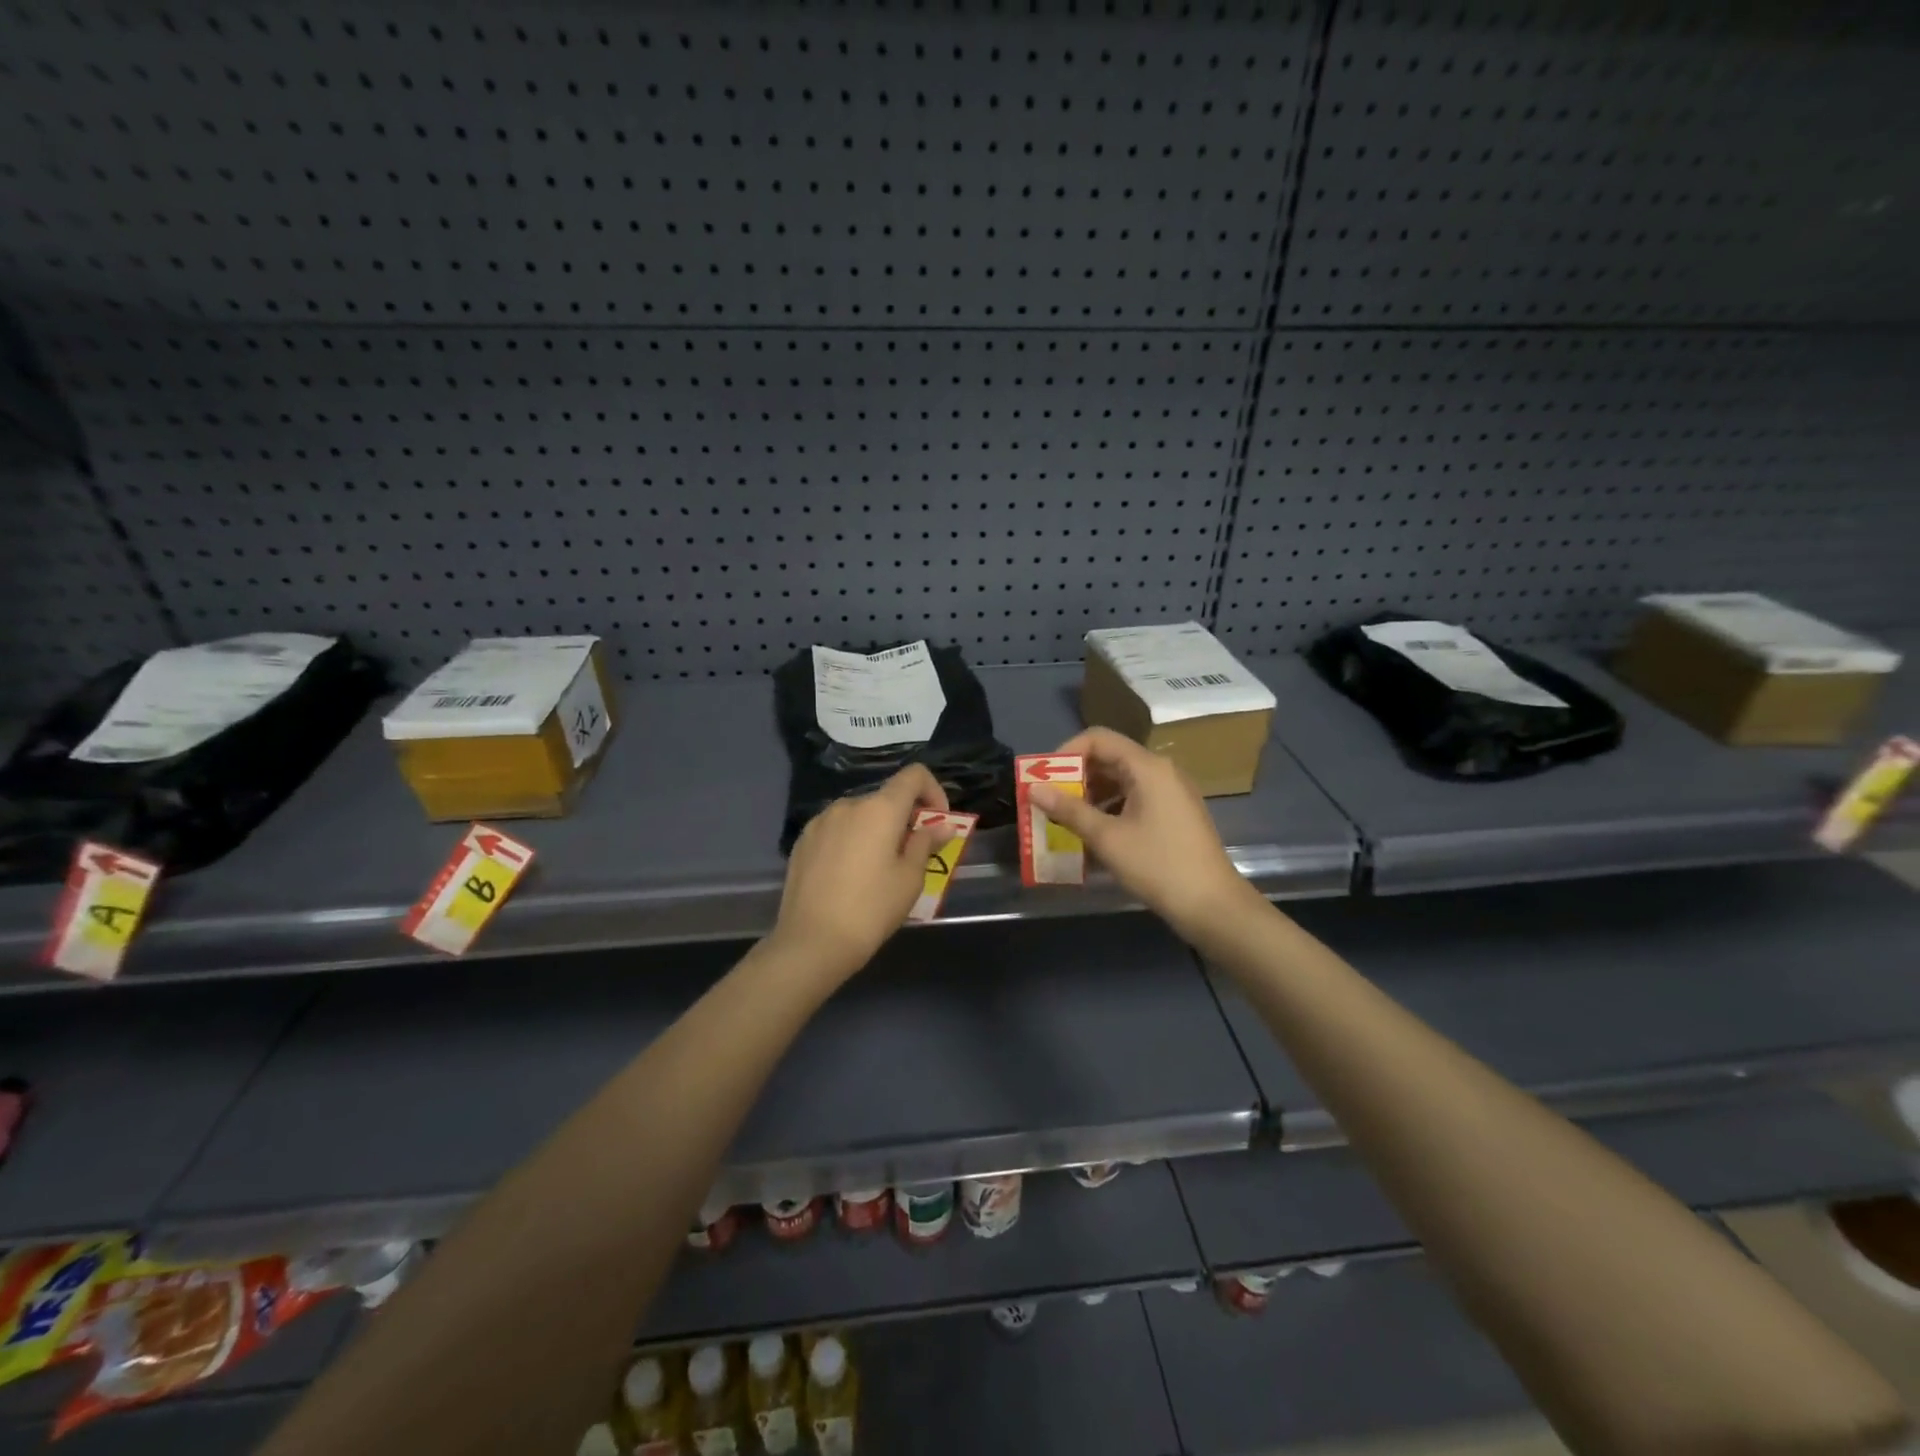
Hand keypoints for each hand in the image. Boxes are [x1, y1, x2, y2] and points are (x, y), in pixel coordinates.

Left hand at [769, 765, 953, 984]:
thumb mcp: (910, 879)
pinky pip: (836, 830)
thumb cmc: (871, 909)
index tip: (937, 823)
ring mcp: (820, 821)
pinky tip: (848, 876)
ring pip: (859, 815)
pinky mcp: (802, 841)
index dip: (933, 791)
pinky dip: (851, 841)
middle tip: (910, 856)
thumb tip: (943, 826)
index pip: (914, 775)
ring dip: (875, 830)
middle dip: (904, 819)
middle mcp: (848, 805)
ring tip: (877, 869)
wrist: (812, 941)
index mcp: (880, 809)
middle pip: (886, 798)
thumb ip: (926, 843)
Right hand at [1030, 727, 1259, 938]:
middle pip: (1109, 758)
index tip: (1044, 778)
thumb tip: (1034, 789)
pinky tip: (1093, 836)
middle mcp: (1161, 771)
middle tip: (1049, 802)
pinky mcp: (1174, 814)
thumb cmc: (1158, 866)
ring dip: (1090, 797)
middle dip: (1075, 778)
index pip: (1098, 738)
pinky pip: (1134, 799)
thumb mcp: (1107, 838)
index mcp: (1148, 767)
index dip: (1066, 753)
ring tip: (1065, 822)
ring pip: (1121, 781)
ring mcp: (1171, 793)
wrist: (1213, 905)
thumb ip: (1069, 810)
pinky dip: (1110, 810)